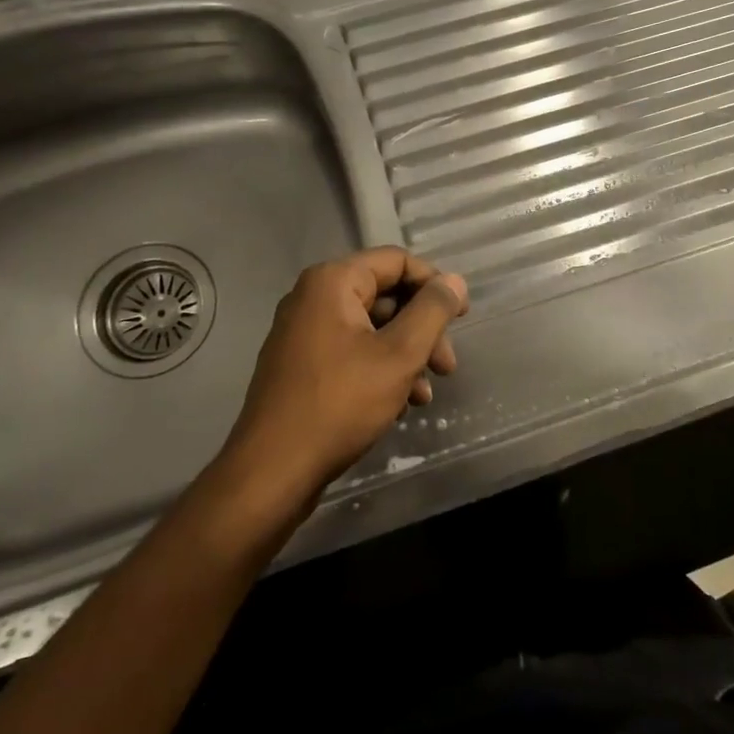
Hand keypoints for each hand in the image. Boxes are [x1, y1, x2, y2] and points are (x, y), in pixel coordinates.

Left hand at [216, 248, 468, 506]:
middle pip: (386, 296)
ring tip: (426, 394)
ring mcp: (303, 333)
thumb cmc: (340, 404)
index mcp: (332, 282)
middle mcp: (313, 298)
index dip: (435, 285)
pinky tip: (401, 405)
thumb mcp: (399, 355)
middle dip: (423, 329)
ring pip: (373, 329)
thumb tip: (455, 281)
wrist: (272, 472)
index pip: (397, 261)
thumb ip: (432, 311)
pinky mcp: (302, 366)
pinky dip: (382, 370)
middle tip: (447, 366)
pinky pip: (353, 352)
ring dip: (407, 355)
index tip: (462, 318)